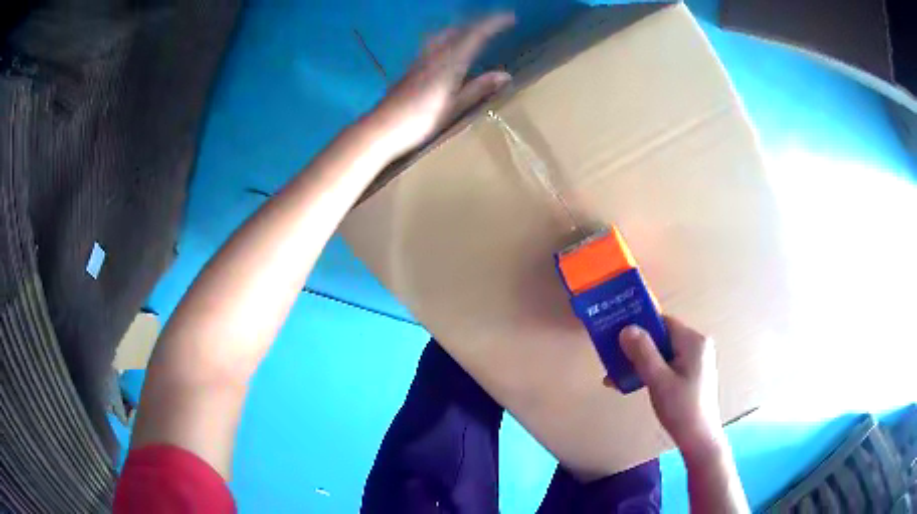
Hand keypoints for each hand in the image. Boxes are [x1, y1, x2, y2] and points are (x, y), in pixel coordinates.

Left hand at [368, 14, 514, 157]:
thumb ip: (478, 88)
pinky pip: (435, 43)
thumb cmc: (420, 121)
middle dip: (478, 22)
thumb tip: (506, 75)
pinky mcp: (412, 67)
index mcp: (449, 62)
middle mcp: (434, 54)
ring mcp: (420, 59)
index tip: (510, 17)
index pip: (475, 34)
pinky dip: (449, 37)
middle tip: (495, 23)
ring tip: (475, 31)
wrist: (381, 128)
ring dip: (462, 28)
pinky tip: (450, 47)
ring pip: (444, 34)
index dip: (493, 23)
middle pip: (458, 29)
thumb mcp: (453, 107)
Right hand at [618, 316, 725, 459]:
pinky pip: (667, 364)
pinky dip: (650, 371)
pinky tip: (632, 384)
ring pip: (662, 353)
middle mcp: (697, 345)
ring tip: (615, 378)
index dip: (639, 326)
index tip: (615, 335)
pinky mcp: (691, 373)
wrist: (698, 438)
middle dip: (636, 349)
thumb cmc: (681, 409)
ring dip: (639, 363)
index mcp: (693, 341)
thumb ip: (643, 353)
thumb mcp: (659, 380)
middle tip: (612, 361)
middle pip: (661, 338)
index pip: (663, 322)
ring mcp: (695, 360)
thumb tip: (626, 328)